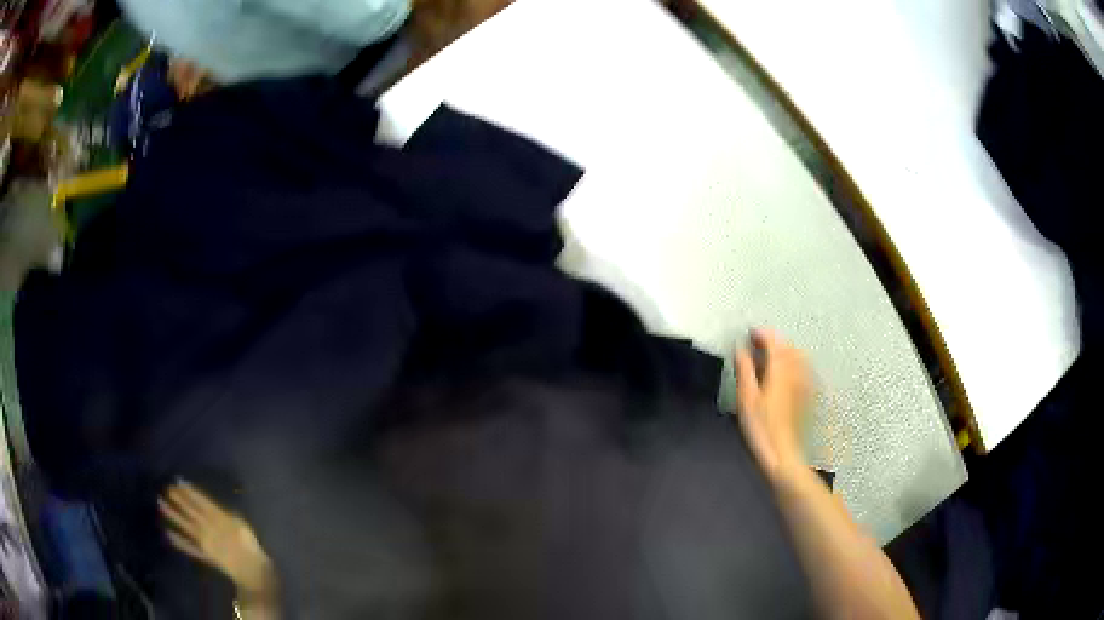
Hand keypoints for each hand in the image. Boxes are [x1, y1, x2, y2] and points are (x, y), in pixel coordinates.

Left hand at [159, 481, 275, 598]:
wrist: (252, 571)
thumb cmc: (251, 547)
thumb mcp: (242, 526)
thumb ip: (227, 515)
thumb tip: (215, 507)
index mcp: (219, 518)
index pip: (201, 502)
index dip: (189, 492)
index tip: (178, 481)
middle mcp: (207, 527)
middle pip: (191, 511)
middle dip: (179, 499)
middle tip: (167, 488)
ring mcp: (204, 542)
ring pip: (185, 525)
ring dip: (173, 515)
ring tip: (161, 504)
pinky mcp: (204, 555)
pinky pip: (189, 547)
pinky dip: (179, 541)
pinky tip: (168, 535)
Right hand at [734, 329, 810, 479]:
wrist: (783, 453)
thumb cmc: (761, 427)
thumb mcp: (746, 397)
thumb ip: (744, 369)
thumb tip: (740, 349)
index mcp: (780, 368)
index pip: (773, 341)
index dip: (761, 334)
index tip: (750, 333)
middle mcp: (796, 370)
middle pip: (787, 346)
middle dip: (773, 340)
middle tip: (757, 343)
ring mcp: (805, 382)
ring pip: (797, 355)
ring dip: (784, 350)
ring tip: (769, 356)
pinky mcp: (808, 394)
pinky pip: (803, 368)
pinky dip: (792, 363)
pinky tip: (784, 373)